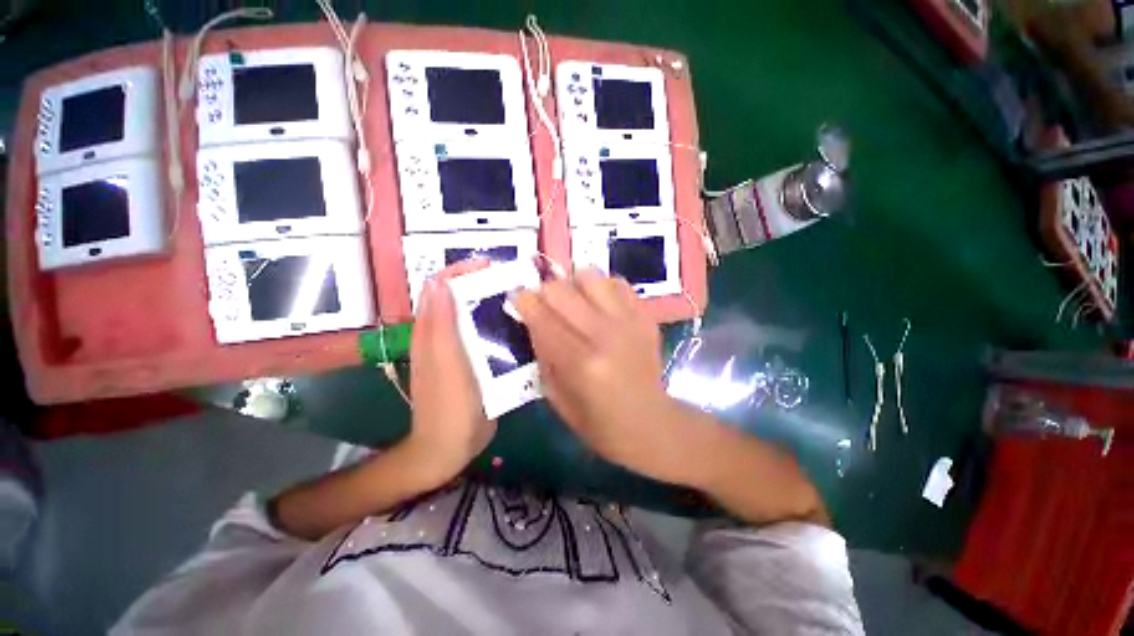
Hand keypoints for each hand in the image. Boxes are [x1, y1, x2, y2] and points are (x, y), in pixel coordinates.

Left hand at [404, 260, 496, 484]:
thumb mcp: (444, 362)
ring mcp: (458, 347)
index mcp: (431, 329)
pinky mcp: (472, 360)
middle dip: (483, 283)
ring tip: (521, 301)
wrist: (450, 445)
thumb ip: (440, 323)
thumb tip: (439, 282)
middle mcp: (442, 333)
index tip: (491, 266)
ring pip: (474, 314)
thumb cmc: (448, 403)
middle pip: (461, 296)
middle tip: (514, 283)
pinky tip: (517, 328)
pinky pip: (485, 333)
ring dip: (494, 303)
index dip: (462, 270)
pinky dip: (498, 324)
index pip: (441, 284)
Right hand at [512, 270, 691, 483]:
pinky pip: (618, 284)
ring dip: (575, 285)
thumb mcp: (557, 398)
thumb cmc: (599, 423)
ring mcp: (629, 323)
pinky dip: (603, 288)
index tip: (517, 296)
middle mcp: (605, 336)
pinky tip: (600, 304)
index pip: (543, 319)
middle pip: (563, 291)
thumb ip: (543, 355)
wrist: (651, 424)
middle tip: (543, 301)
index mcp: (581, 363)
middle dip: (545, 290)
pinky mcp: (646, 317)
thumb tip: (533, 320)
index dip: (524, 302)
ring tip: (574, 300)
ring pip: (592, 277)